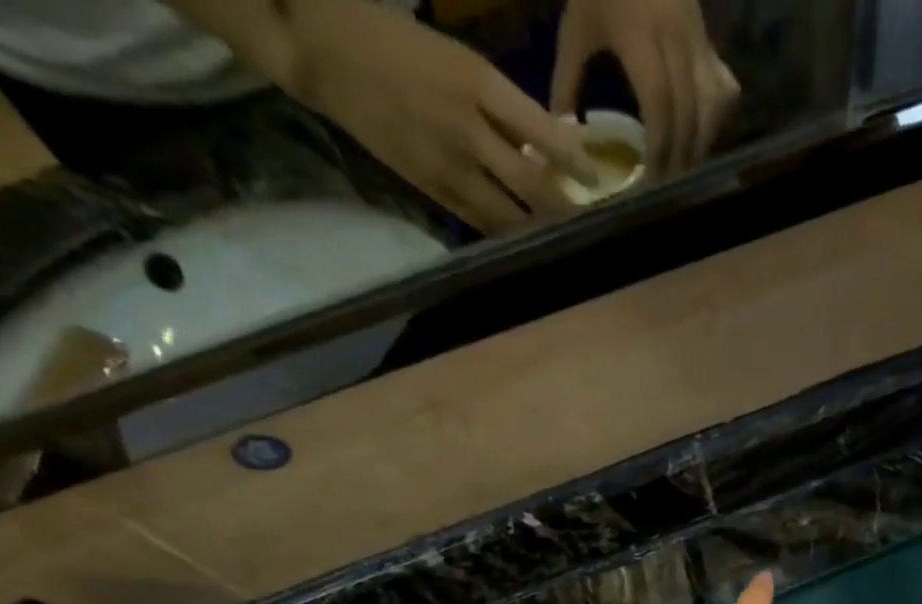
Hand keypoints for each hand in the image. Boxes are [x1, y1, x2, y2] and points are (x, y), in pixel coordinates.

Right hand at [307, 4, 595, 233]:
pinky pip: (480, 221)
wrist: (326, 52)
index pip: (542, 132)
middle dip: (564, 208)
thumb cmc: (399, 44)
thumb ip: (502, 108)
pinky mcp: (432, 189)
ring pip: (508, 213)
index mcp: (478, 83)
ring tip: (563, 240)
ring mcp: (449, 164)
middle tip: (590, 223)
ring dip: (538, 231)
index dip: (574, 161)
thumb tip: (546, 150)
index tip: (595, 178)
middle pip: (531, 184)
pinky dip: (506, 233)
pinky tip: (524, 241)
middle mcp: (468, 128)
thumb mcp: (459, 60)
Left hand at [551, 0, 740, 177]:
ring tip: (683, 171)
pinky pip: (723, 91)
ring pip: (711, 106)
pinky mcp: (710, 42)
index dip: (659, 149)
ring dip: (700, 145)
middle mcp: (677, 38)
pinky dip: (716, 121)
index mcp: (640, 35)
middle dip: (679, 157)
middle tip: (667, 190)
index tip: (651, 182)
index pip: (660, 105)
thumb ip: (568, 80)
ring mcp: (698, 38)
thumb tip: (563, 134)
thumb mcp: (577, 26)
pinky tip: (701, 139)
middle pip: (688, 113)